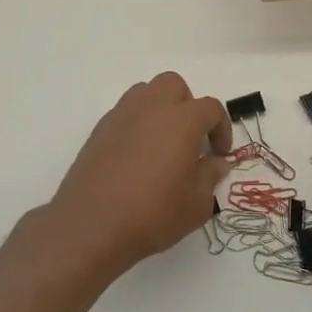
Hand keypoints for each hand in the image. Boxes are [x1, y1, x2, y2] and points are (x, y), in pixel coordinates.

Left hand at [47, 73, 231, 276]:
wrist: (90, 225)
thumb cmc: (152, 214)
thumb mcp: (196, 204)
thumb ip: (210, 177)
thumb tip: (216, 163)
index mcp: (182, 120)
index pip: (211, 108)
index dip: (221, 128)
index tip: (220, 154)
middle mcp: (152, 107)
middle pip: (174, 85)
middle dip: (188, 106)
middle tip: (191, 139)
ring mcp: (122, 115)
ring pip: (146, 92)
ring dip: (160, 109)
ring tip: (163, 142)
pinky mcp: (99, 130)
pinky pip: (125, 113)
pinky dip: (137, 124)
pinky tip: (137, 155)